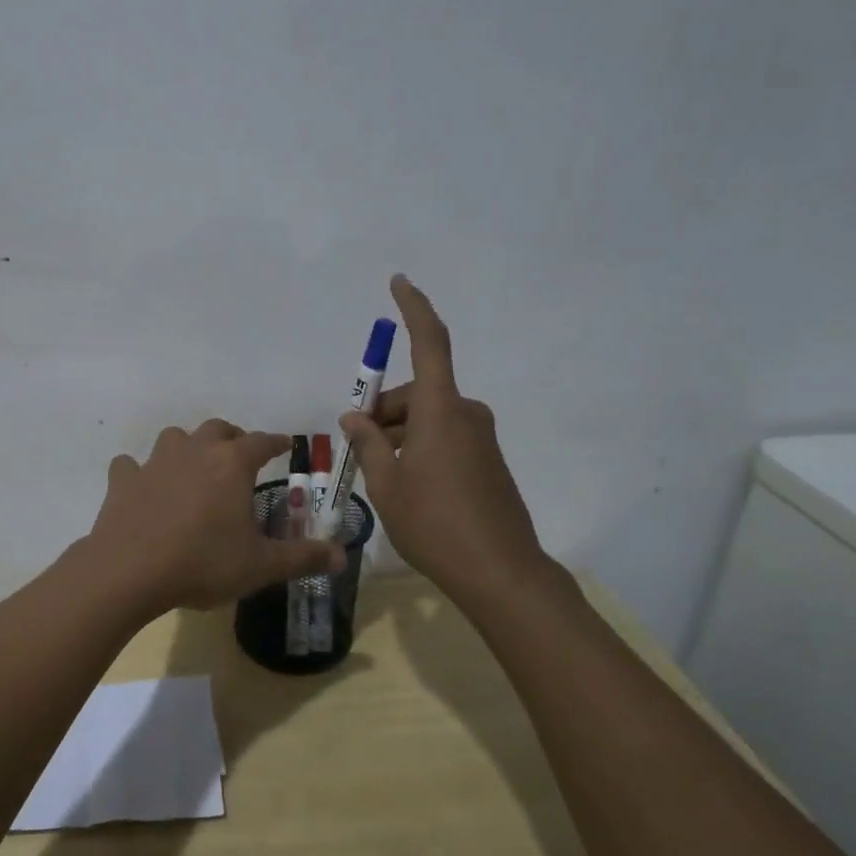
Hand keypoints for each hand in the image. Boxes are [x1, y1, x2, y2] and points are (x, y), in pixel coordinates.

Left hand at [85, 420, 344, 615]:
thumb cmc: (202, 563)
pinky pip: (132, 465)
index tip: (285, 444)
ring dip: (188, 447)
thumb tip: (342, 557)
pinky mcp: (124, 480)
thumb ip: (302, 558)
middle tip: (240, 456)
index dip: (276, 443)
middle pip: (218, 429)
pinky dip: (139, 472)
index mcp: (231, 464)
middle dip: (233, 438)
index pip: (261, 442)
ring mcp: (155, 462)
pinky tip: (143, 486)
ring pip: (175, 438)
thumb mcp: (260, 566)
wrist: (129, 571)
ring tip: (194, 468)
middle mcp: (195, 451)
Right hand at [340, 276, 555, 602]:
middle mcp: (465, 414)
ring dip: (399, 433)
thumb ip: (368, 443)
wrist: (501, 573)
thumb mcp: (387, 485)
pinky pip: (445, 436)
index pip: (429, 342)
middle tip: (357, 446)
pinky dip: (420, 446)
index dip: (414, 308)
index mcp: (441, 410)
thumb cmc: (435, 524)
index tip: (399, 282)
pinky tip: (407, 483)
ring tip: (379, 475)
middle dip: (383, 410)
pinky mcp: (488, 459)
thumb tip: (353, 416)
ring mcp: (481, 437)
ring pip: (429, 417)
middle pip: (417, 392)